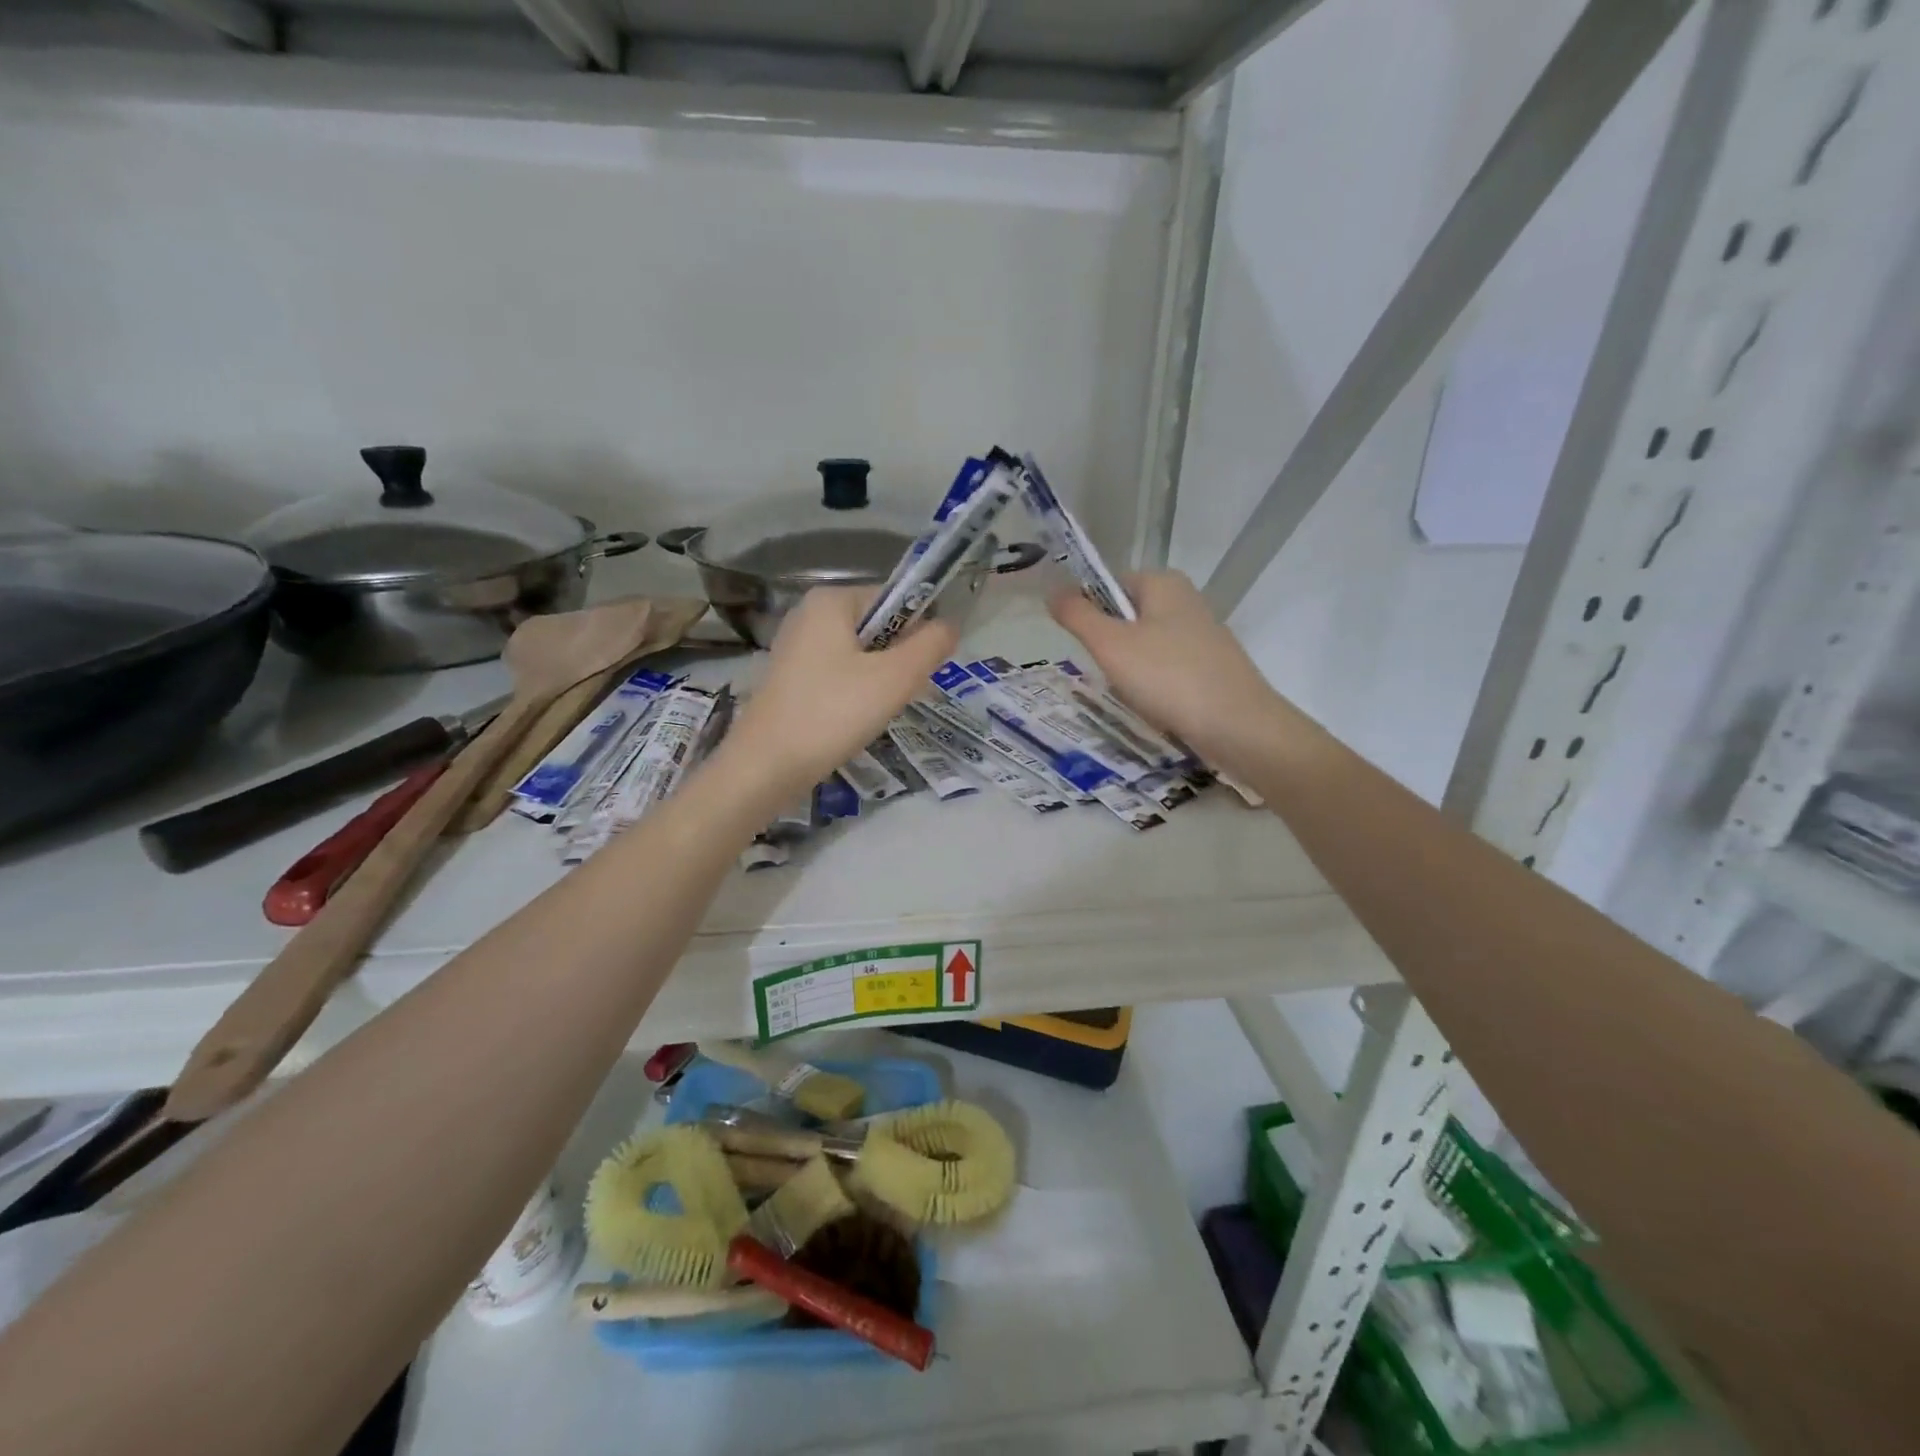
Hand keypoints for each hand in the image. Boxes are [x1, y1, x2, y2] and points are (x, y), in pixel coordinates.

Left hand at [722, 587, 958, 794]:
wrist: (765, 767)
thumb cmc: (833, 713)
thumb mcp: (895, 678)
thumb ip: (930, 646)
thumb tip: (951, 625)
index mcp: (831, 600)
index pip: (895, 599)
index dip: (918, 631)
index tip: (921, 671)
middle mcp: (809, 614)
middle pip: (877, 627)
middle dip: (898, 660)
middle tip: (899, 696)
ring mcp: (795, 646)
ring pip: (859, 654)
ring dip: (879, 680)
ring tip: (875, 712)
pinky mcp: (789, 677)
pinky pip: (838, 673)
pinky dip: (854, 692)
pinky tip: (853, 720)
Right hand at [1048, 571, 1286, 768]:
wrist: (1238, 727)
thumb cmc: (1168, 677)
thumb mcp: (1110, 645)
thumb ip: (1077, 615)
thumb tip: (1052, 591)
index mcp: (1163, 582)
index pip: (1109, 585)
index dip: (1090, 613)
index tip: (1088, 647)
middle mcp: (1186, 600)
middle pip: (1126, 619)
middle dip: (1111, 649)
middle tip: (1111, 674)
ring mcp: (1202, 635)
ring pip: (1144, 649)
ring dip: (1131, 673)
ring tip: (1136, 695)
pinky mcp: (1211, 667)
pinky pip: (1166, 671)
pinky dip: (1155, 688)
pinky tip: (1157, 708)